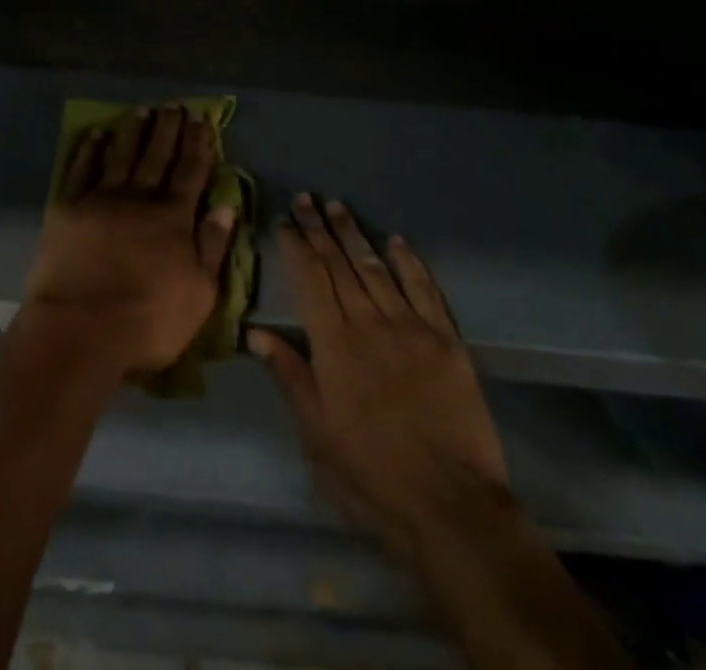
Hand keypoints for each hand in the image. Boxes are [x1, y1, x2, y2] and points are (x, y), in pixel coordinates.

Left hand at [23, 107, 237, 378]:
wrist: (80, 330)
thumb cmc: (148, 321)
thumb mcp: (200, 294)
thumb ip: (213, 246)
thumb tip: (226, 204)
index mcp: (174, 217)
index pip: (191, 171)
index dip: (197, 143)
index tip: (201, 118)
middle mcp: (140, 198)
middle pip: (157, 155)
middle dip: (168, 128)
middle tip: (174, 105)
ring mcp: (102, 198)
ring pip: (122, 154)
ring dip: (133, 130)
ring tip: (143, 110)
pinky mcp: (68, 207)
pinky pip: (82, 168)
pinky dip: (90, 148)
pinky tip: (97, 133)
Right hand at [248, 196, 508, 560]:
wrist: (451, 508)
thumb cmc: (371, 476)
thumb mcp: (316, 434)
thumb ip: (289, 375)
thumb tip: (254, 331)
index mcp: (333, 345)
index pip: (309, 280)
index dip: (296, 246)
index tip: (285, 220)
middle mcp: (369, 324)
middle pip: (339, 265)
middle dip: (319, 229)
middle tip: (307, 197)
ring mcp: (411, 328)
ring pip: (376, 268)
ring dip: (355, 235)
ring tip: (338, 206)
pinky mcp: (446, 341)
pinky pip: (424, 290)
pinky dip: (409, 263)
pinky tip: (396, 241)